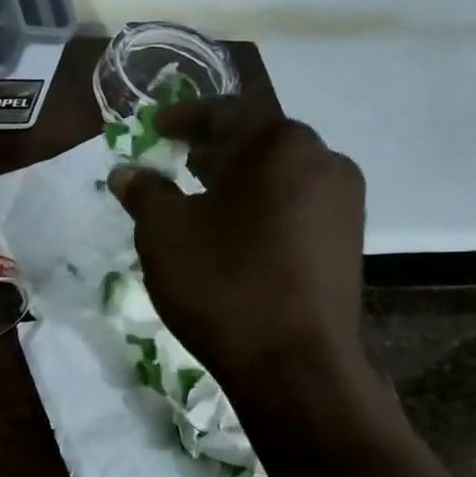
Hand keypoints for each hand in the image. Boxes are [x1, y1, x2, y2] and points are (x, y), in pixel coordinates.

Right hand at [108, 98, 366, 390]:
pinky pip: (299, 204)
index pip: (223, 112)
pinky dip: (265, 206)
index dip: (183, 119)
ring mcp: (343, 200)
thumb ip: (145, 193)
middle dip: (215, 149)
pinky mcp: (349, 239)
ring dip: (241, 179)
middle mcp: (321, 159)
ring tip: (205, 198)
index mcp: (276, 144)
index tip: (155, 129)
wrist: (294, 363)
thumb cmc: (222, 285)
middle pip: (258, 141)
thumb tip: (127, 172)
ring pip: (282, 174)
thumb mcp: (164, 235)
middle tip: (179, 161)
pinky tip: (239, 233)